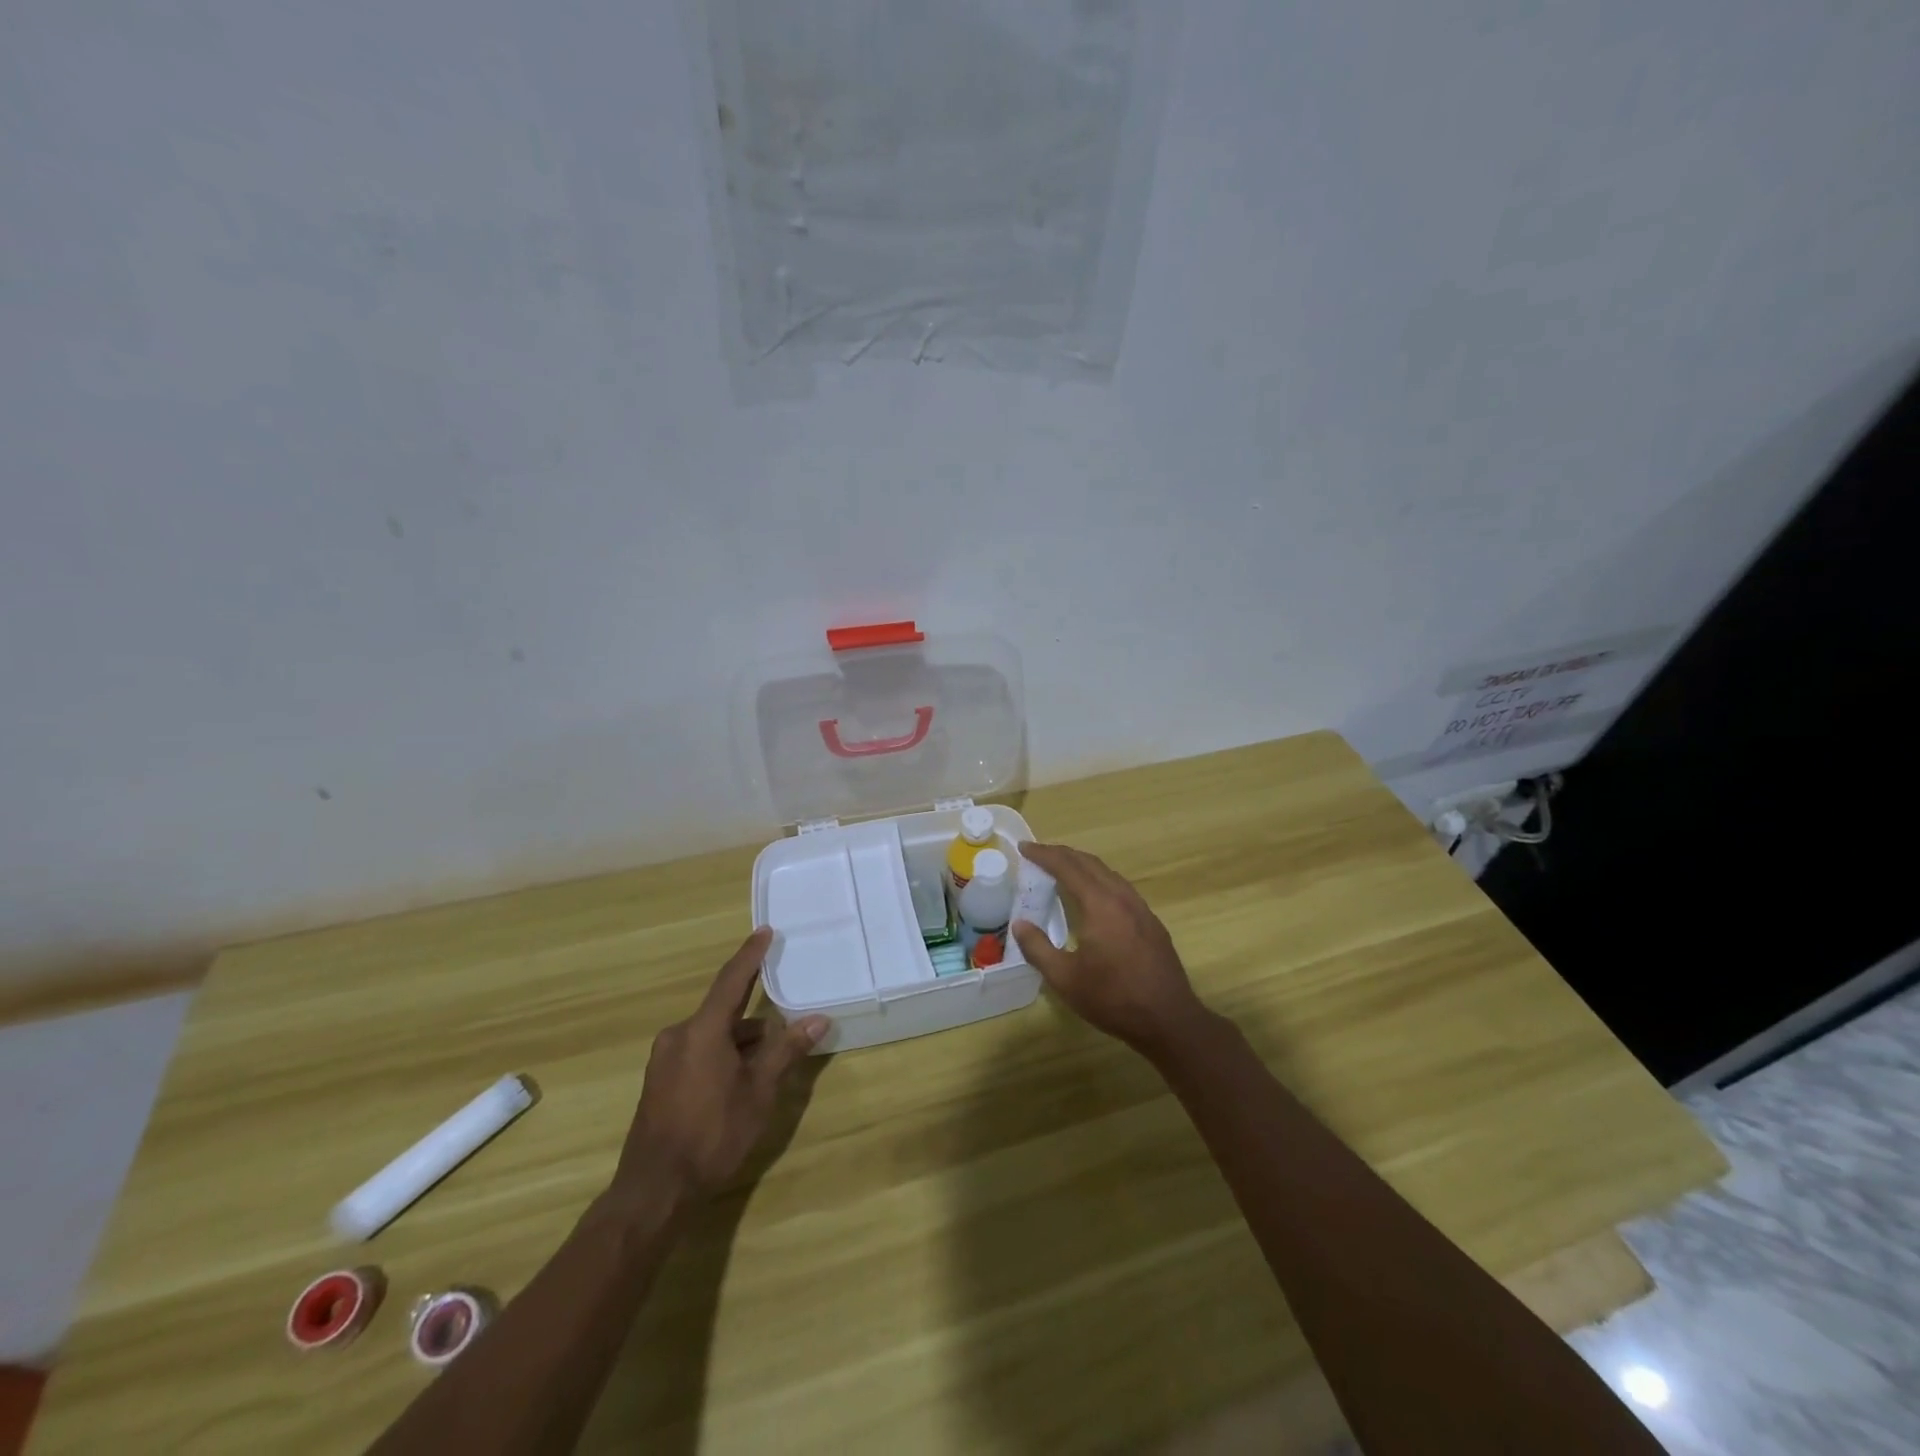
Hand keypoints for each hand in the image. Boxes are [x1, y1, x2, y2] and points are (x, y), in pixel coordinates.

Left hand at [614, 928, 828, 1204]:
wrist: (654, 1190)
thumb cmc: (712, 1134)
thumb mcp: (758, 1092)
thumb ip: (785, 1051)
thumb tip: (817, 1020)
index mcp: (702, 1030)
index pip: (732, 980)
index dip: (750, 955)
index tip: (764, 932)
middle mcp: (679, 1035)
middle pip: (723, 1011)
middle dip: (754, 1018)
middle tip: (783, 1023)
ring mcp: (665, 1059)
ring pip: (711, 1035)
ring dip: (739, 1041)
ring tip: (768, 1062)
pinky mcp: (659, 1081)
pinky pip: (697, 1051)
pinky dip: (721, 1054)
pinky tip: (739, 1080)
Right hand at [1010, 842, 1211, 1059]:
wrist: (1169, 1020)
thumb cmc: (1113, 998)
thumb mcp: (1065, 979)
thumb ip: (1038, 948)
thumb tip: (1020, 924)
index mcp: (1100, 904)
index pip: (1068, 867)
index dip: (1044, 854)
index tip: (1024, 848)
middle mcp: (1122, 897)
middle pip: (1089, 863)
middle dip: (1062, 854)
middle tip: (1038, 854)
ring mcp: (1141, 908)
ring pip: (1108, 873)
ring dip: (1082, 866)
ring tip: (1062, 870)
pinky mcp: (1151, 922)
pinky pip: (1120, 888)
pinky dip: (1099, 880)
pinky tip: (1093, 897)